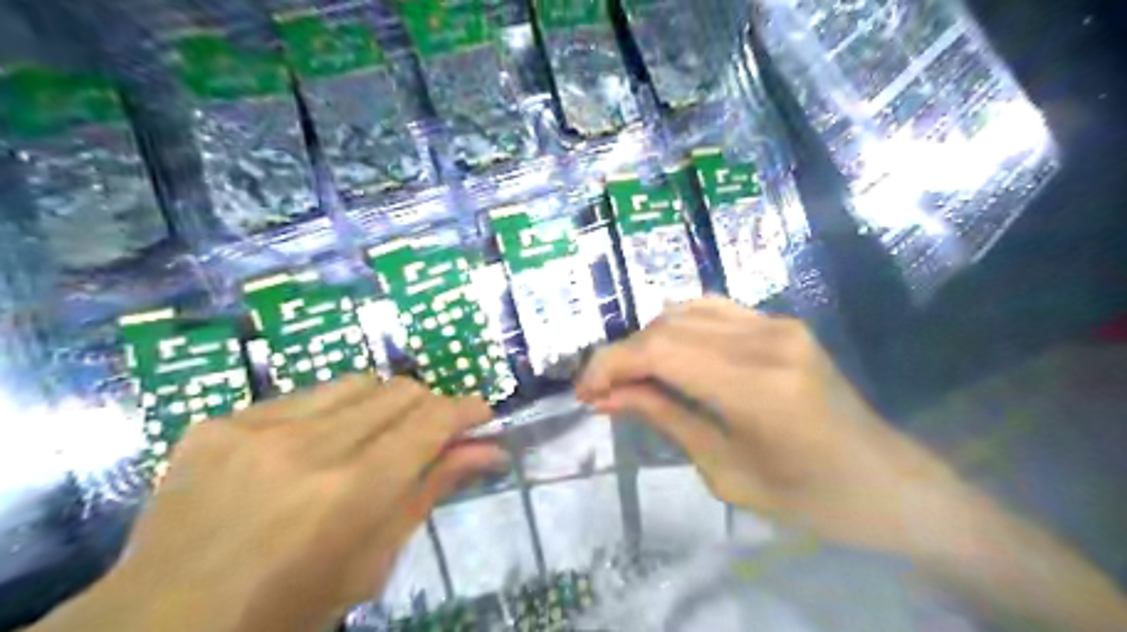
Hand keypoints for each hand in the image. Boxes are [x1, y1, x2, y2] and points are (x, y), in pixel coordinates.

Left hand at [43, 376, 500, 631]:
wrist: (160, 627)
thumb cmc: (286, 611)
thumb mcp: (372, 561)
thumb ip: (430, 491)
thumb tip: (487, 451)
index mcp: (351, 493)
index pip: (431, 421)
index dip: (466, 410)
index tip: (480, 415)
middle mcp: (308, 447)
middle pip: (399, 390)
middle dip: (428, 406)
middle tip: (427, 435)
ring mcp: (257, 428)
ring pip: (356, 381)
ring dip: (380, 404)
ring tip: (371, 438)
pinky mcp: (221, 422)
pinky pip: (302, 396)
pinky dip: (327, 414)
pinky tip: (309, 449)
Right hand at [580, 299, 957, 555]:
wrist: (889, 485)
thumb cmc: (809, 499)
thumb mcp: (725, 472)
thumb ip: (664, 419)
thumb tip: (607, 396)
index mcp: (756, 387)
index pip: (658, 351)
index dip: (610, 364)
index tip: (584, 392)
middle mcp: (766, 341)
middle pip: (666, 326)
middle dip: (622, 355)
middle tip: (602, 391)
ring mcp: (778, 324)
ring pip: (685, 312)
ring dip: (648, 340)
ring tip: (632, 376)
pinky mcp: (783, 323)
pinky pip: (713, 309)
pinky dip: (678, 326)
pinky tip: (668, 352)